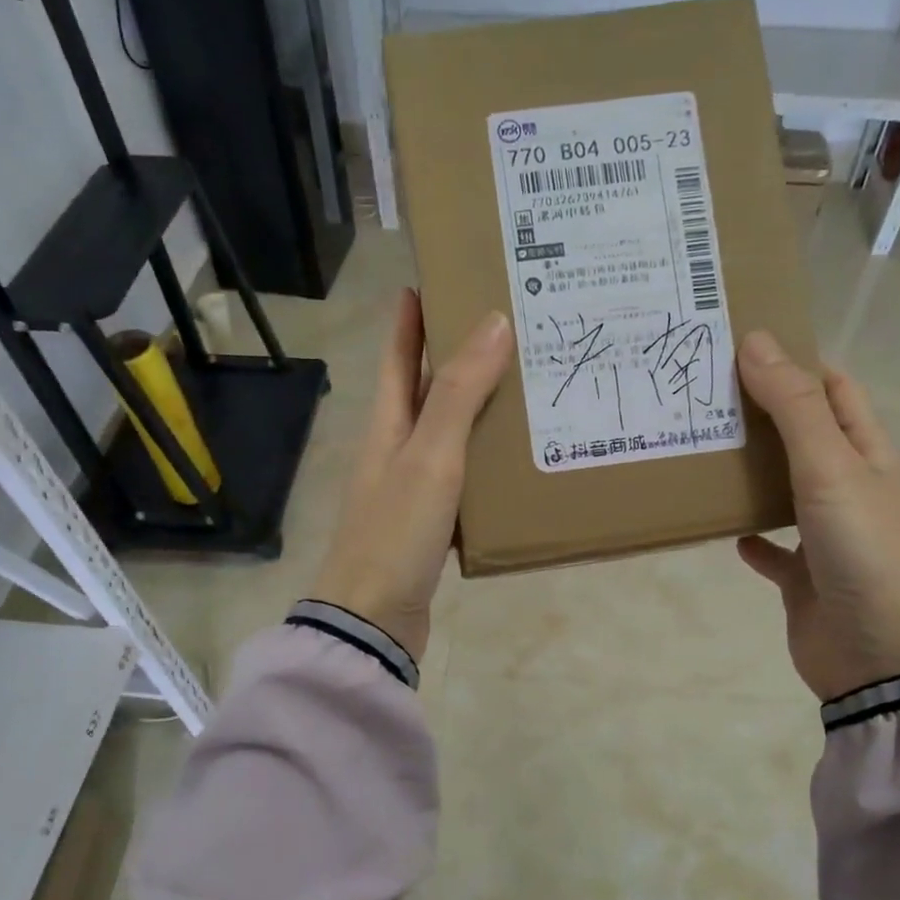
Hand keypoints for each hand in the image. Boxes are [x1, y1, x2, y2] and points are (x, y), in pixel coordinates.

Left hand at [310, 288, 512, 662]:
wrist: (374, 620)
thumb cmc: (395, 532)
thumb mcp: (430, 457)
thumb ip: (458, 394)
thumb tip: (493, 322)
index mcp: (387, 425)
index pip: (396, 356)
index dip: (409, 318)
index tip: (431, 279)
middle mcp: (396, 450)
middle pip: (424, 391)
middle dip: (455, 356)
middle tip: (505, 327)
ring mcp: (412, 489)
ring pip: (449, 434)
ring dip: (478, 409)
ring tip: (525, 385)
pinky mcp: (431, 523)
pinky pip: (464, 477)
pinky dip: (487, 461)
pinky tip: (518, 460)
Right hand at [735, 331, 899, 700]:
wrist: (883, 659)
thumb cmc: (865, 552)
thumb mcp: (830, 468)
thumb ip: (793, 408)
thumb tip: (758, 340)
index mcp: (869, 454)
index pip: (835, 390)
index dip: (797, 363)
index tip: (742, 347)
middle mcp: (851, 489)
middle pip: (805, 436)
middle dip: (762, 415)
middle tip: (703, 396)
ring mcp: (829, 537)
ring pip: (784, 490)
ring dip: (750, 474)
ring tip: (700, 451)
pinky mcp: (806, 579)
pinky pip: (773, 550)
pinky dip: (750, 538)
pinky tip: (722, 530)